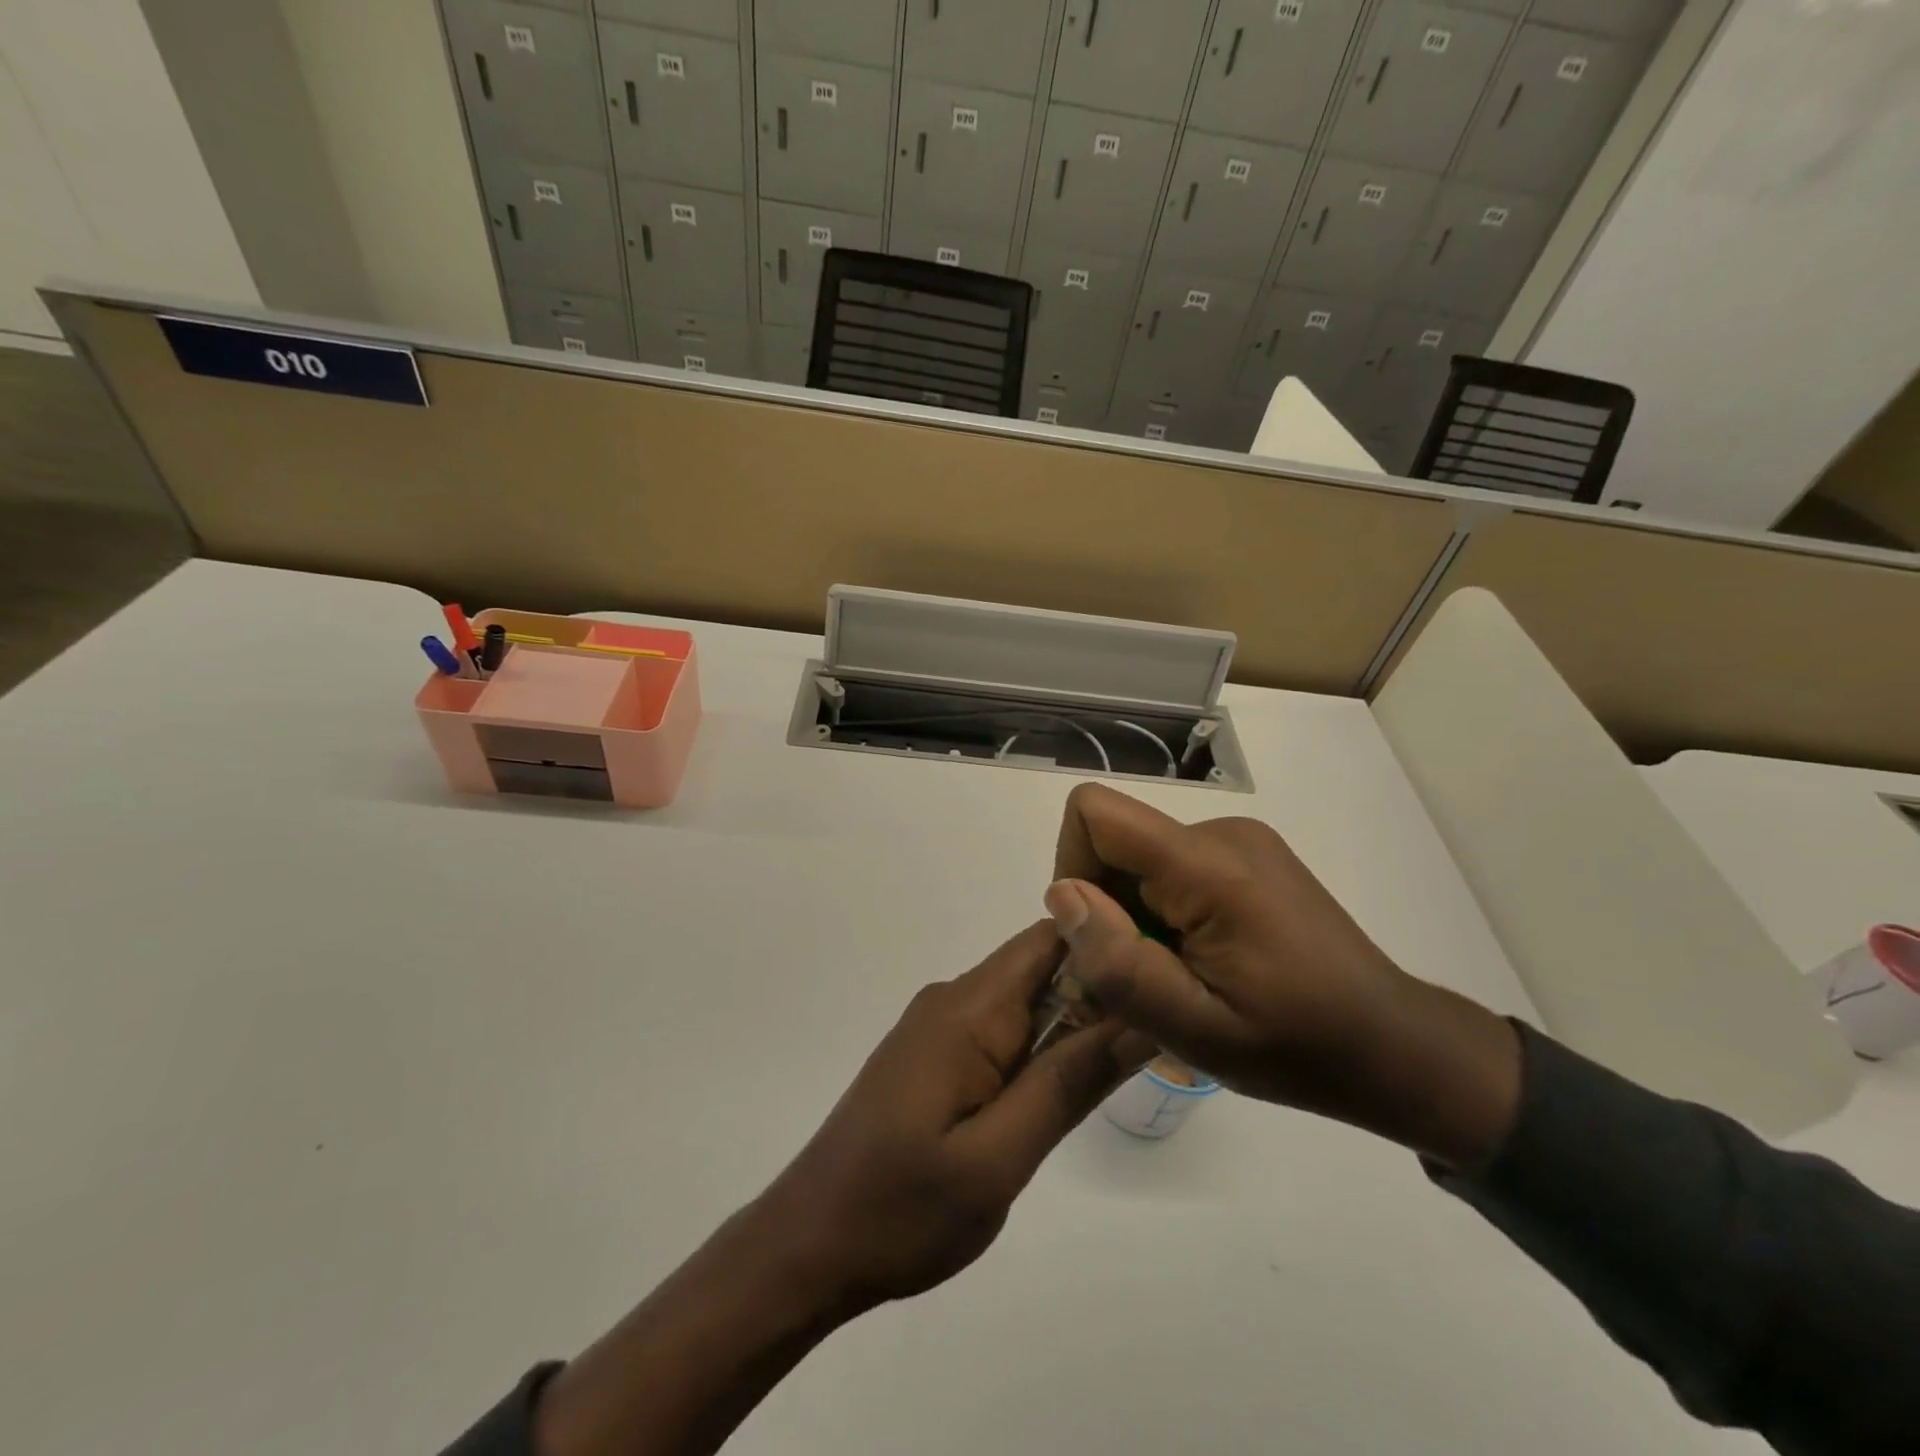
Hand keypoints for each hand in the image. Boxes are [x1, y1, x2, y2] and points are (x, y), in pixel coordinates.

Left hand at [757, 919, 1150, 1310]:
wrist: (809, 1244)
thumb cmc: (901, 1209)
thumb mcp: (999, 1158)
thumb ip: (1067, 1084)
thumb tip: (1137, 1018)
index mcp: (968, 1008)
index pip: (1049, 939)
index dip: (1107, 946)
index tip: (1161, 977)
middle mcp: (953, 1000)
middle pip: (1042, 968)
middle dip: (1099, 995)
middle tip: (1158, 1039)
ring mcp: (940, 1028)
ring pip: (1025, 1003)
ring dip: (1072, 1028)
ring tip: (1124, 1069)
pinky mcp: (934, 1056)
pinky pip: (1001, 1032)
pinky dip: (1039, 1051)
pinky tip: (1060, 1093)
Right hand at [1045, 784, 1520, 1165]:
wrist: (1396, 1047)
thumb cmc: (1300, 1048)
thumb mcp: (1197, 1029)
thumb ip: (1121, 964)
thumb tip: (1061, 895)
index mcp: (1210, 866)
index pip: (1095, 813)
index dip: (1073, 868)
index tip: (1099, 937)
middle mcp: (1222, 831)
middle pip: (1114, 841)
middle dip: (1107, 908)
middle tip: (1146, 981)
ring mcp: (1240, 840)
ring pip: (1139, 859)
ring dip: (1136, 917)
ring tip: (1180, 979)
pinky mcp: (1248, 856)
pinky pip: (1171, 869)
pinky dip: (1163, 914)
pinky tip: (1201, 962)